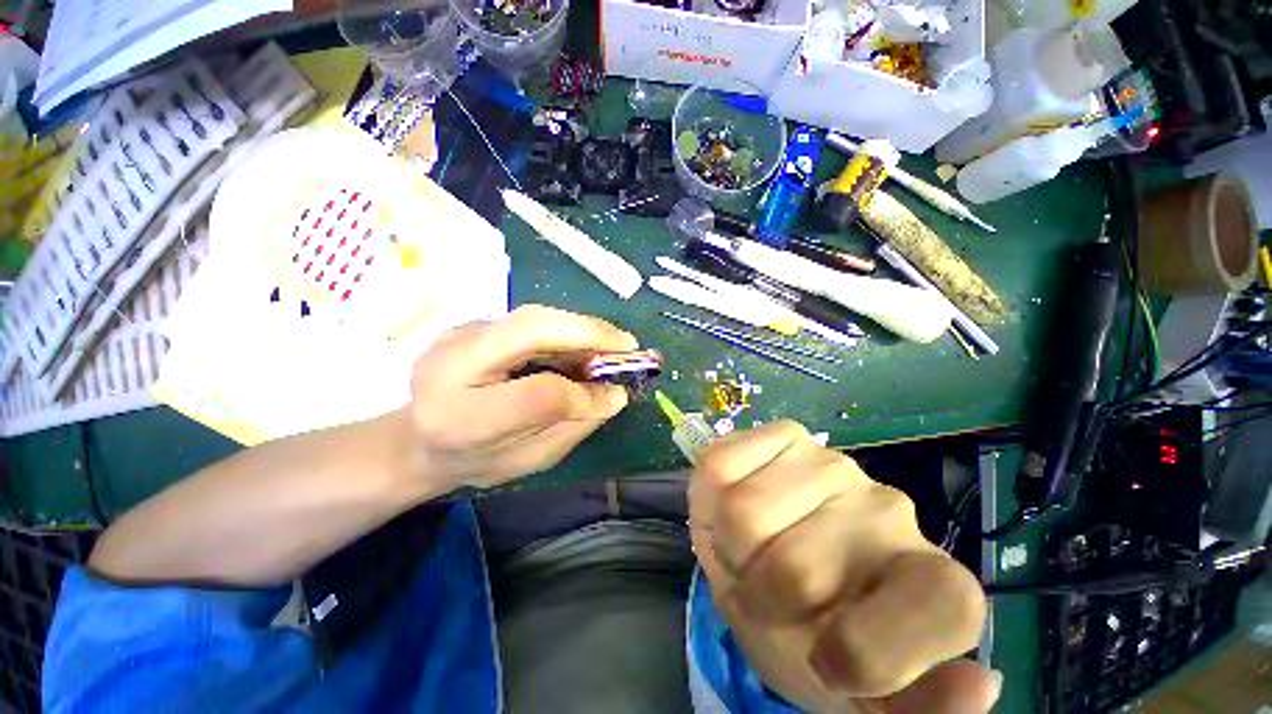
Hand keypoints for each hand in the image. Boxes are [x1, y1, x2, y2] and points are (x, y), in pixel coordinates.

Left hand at [407, 305, 636, 488]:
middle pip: (531, 330)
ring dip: (581, 328)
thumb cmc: (475, 461)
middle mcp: (452, 364)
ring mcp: (458, 336)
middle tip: (628, 346)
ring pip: (533, 316)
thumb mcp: (528, 461)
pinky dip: (564, 329)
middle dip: (588, 333)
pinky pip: (529, 320)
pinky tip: (583, 344)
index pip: (537, 394)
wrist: (417, 440)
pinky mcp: (472, 325)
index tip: (616, 394)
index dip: (584, 392)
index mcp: (462, 418)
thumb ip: (572, 427)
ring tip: (612, 346)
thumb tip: (615, 394)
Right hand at [690, 420, 998, 713]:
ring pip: (745, 514)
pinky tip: (731, 505)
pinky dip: (709, 500)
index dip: (869, 650)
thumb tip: (981, 683)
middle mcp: (888, 510)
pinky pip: (720, 468)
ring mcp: (830, 462)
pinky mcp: (783, 434)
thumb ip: (922, 708)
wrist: (772, 566)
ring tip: (747, 550)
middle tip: (764, 594)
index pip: (938, 608)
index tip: (827, 662)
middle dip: (759, 594)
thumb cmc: (819, 632)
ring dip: (730, 547)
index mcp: (933, 583)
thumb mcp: (864, 696)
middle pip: (797, 568)